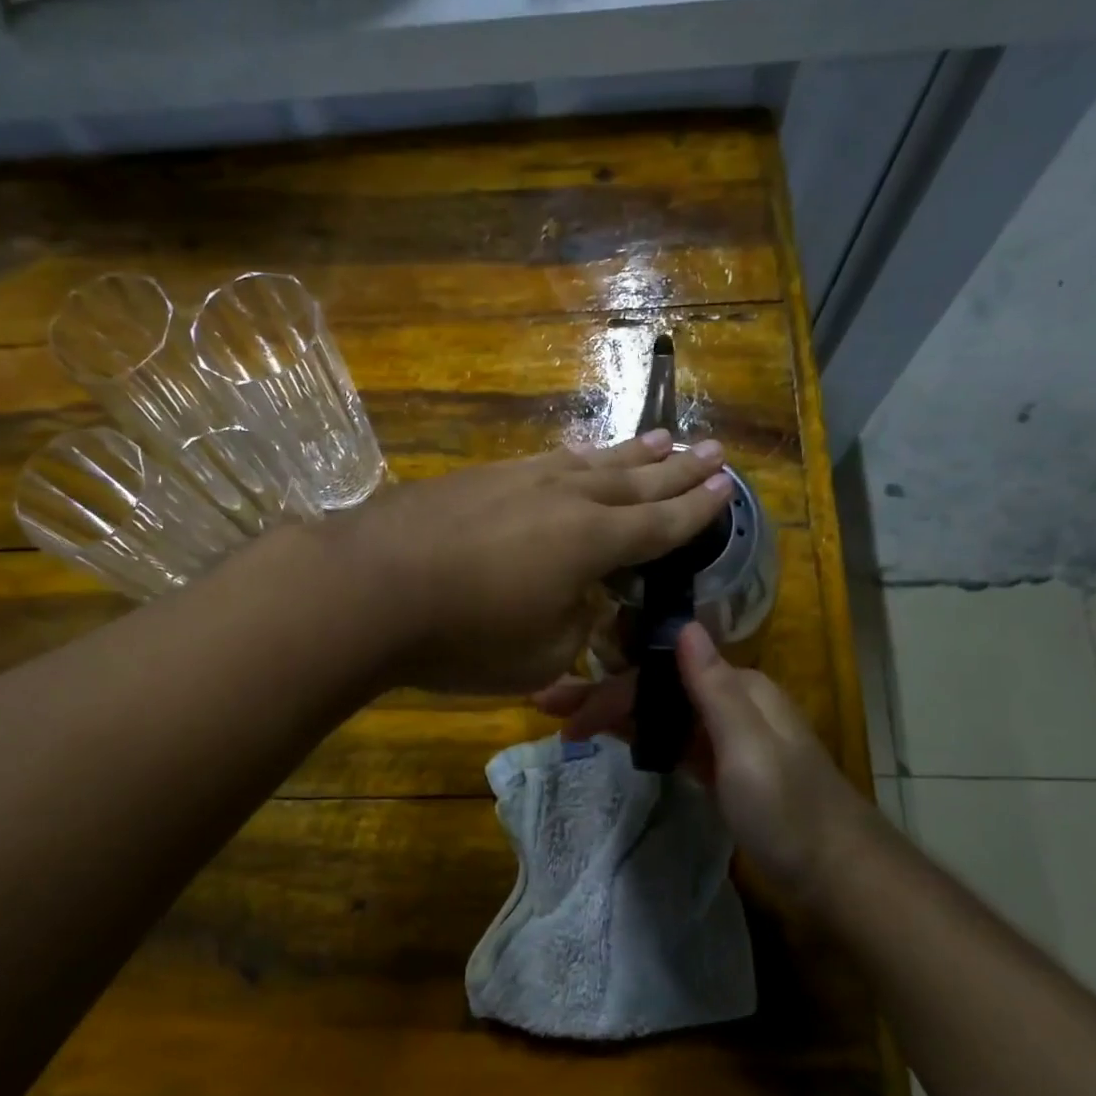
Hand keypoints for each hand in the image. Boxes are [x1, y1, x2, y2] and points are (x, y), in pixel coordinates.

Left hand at [332, 431, 732, 692]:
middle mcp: (564, 497)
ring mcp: (518, 479)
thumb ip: (575, 625)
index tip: (726, 488)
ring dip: (629, 454)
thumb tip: (582, 598)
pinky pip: (545, 461)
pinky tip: (577, 455)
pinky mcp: (478, 477)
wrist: (368, 587)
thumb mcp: (539, 655)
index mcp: (592, 541)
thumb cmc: (462, 635)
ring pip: (589, 462)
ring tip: (660, 440)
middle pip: (633, 482)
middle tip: (711, 451)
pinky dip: (574, 458)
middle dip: (676, 471)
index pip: (659, 524)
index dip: (696, 510)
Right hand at [535, 624, 871, 897]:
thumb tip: (684, 624)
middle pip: (654, 689)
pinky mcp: (721, 764)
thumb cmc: (790, 812)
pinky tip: (613, 736)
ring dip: (614, 713)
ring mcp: (725, 734)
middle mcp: (729, 700)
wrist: (837, 875)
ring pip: (659, 713)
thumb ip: (714, 688)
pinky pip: (671, 738)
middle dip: (601, 696)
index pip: (656, 676)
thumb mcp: (749, 749)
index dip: (609, 691)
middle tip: (546, 706)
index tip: (564, 713)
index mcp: (738, 687)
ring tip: (566, 721)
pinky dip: (640, 735)